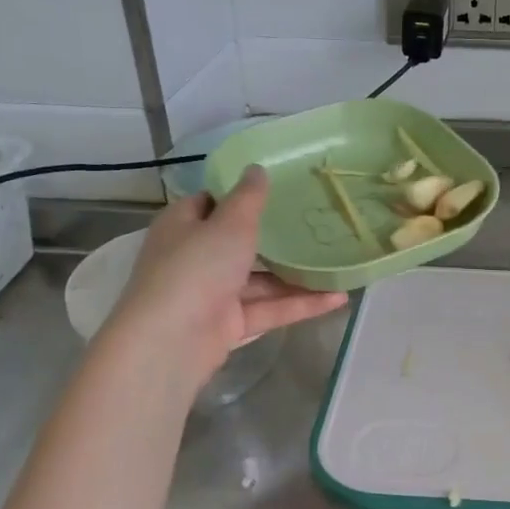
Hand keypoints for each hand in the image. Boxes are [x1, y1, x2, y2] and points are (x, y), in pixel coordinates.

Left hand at [104, 168, 346, 386]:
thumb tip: (257, 168)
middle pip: (239, 244)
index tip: (279, 189)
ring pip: (260, 281)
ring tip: (337, 265)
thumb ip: (249, 198)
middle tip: (317, 225)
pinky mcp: (230, 325)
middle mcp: (196, 257)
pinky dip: (300, 304)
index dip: (240, 195)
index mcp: (184, 226)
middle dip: (276, 239)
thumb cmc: (197, 268)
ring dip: (297, 276)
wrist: (172, 340)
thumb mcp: (229, 223)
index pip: (211, 203)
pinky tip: (337, 299)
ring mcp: (213, 294)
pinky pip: (270, 309)